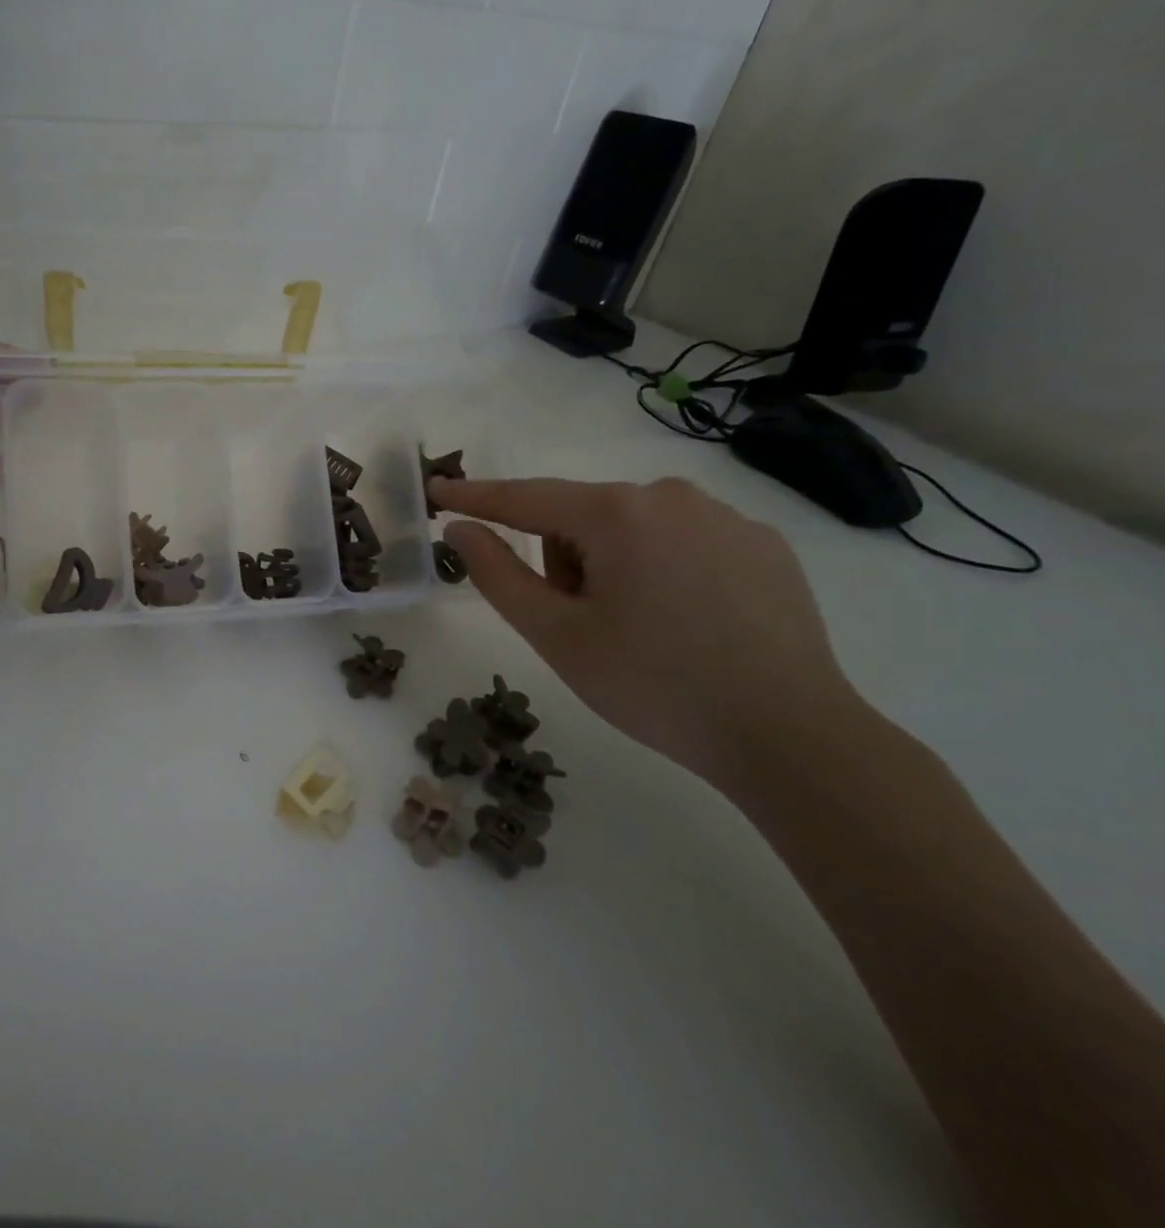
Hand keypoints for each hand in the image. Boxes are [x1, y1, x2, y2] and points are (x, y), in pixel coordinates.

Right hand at [430, 476, 862, 786]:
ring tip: (642, 631)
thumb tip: (461, 530)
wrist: (790, 737)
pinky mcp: (764, 546)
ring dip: (613, 567)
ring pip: (632, 530)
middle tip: (585, 626)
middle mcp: (672, 497)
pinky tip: (690, 625)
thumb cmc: (654, 685)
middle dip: (565, 562)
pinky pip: (683, 543)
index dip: (476, 497)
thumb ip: (498, 574)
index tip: (437, 491)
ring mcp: (727, 518)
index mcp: (618, 513)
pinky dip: (663, 572)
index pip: (525, 497)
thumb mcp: (557, 635)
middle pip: (582, 518)